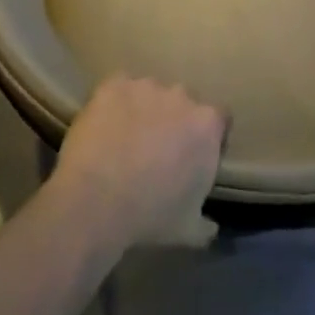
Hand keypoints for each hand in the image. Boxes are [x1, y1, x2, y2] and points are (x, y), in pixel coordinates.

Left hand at [52, 75, 227, 248]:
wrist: (96, 202)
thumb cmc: (150, 216)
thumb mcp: (188, 229)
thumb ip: (205, 224)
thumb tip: (212, 228)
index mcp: (206, 125)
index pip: (219, 119)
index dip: (207, 135)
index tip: (193, 154)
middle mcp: (182, 96)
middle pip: (184, 101)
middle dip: (174, 119)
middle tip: (157, 147)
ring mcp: (146, 86)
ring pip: (150, 93)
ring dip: (143, 108)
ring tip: (125, 136)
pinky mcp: (113, 85)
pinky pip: (118, 88)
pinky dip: (115, 102)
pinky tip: (104, 125)